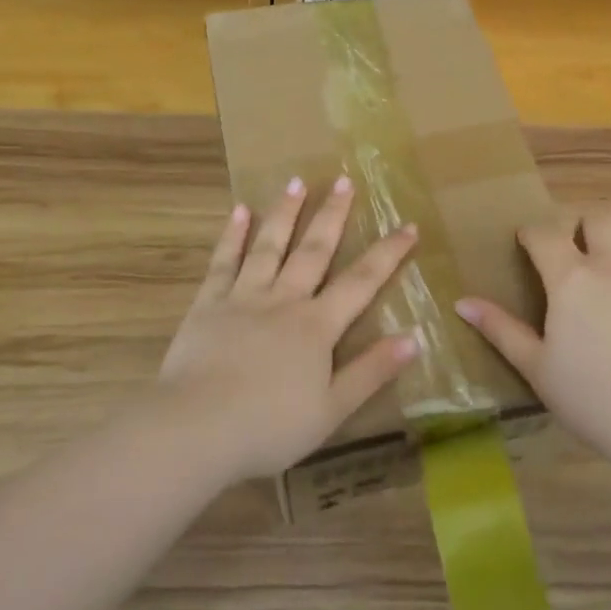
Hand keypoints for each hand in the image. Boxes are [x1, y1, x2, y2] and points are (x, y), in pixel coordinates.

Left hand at [157, 176, 421, 482]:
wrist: (196, 429)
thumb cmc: (269, 427)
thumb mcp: (332, 409)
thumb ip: (371, 371)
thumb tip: (414, 338)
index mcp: (316, 326)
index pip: (361, 282)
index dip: (388, 253)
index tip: (408, 224)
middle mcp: (283, 301)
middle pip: (313, 251)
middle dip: (332, 215)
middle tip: (344, 180)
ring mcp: (243, 298)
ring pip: (269, 246)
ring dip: (285, 213)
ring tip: (296, 182)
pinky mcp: (208, 305)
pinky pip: (223, 263)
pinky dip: (233, 236)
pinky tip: (239, 211)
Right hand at [457, 205, 610, 470]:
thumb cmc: (593, 399)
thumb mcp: (536, 367)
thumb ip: (500, 329)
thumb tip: (461, 302)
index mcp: (571, 279)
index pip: (544, 233)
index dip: (531, 232)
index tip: (527, 242)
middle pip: (598, 216)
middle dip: (580, 222)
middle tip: (574, 246)